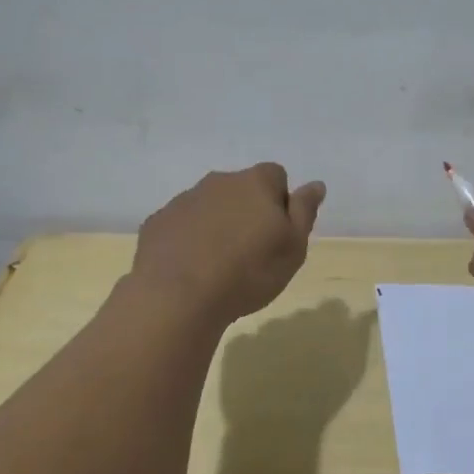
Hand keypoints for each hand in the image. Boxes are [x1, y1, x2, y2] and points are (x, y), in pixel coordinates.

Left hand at [133, 163, 324, 325]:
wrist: (178, 297)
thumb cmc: (248, 272)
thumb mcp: (293, 247)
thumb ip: (304, 211)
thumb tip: (315, 185)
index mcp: (255, 183)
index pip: (276, 176)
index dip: (281, 201)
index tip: (278, 232)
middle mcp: (218, 182)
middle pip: (241, 189)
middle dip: (247, 211)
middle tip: (252, 251)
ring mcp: (183, 200)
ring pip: (209, 206)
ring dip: (217, 225)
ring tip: (220, 265)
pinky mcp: (157, 223)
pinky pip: (181, 225)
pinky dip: (189, 239)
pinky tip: (191, 269)